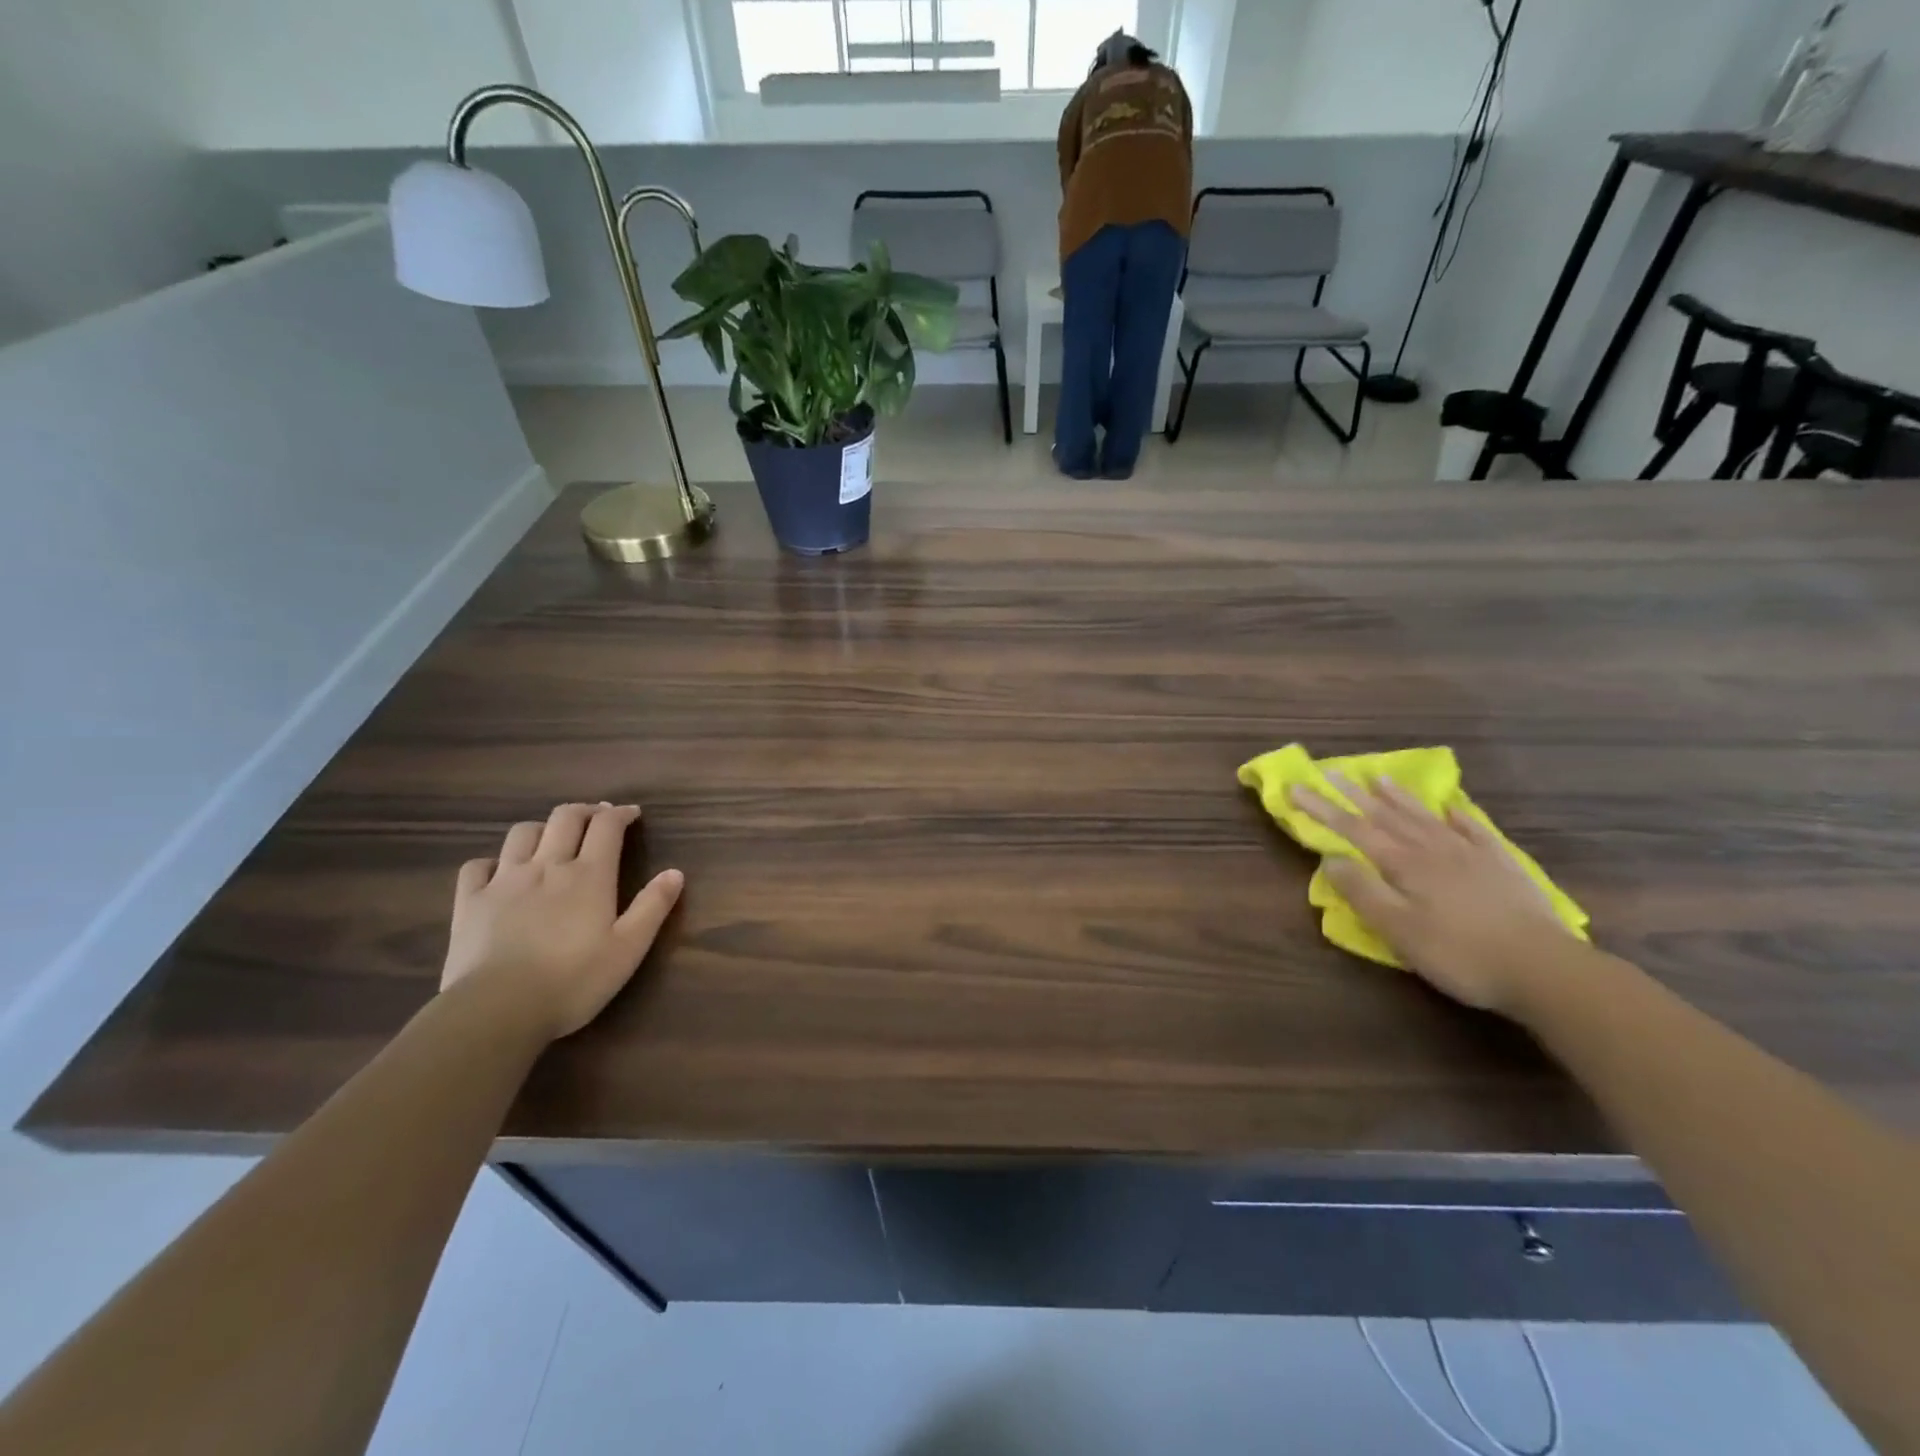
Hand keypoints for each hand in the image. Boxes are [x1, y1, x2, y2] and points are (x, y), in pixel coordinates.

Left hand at [441, 803, 683, 1039]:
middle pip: (565, 817)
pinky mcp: (469, 902)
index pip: (606, 826)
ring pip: (522, 833)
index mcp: (589, 875)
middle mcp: (547, 866)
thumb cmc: (573, 981)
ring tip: (552, 840)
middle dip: (585, 811)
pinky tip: (500, 873)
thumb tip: (675, 872)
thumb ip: (653, 907)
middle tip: (597, 819)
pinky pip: (478, 865)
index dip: (621, 814)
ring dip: (542, 828)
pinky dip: (493, 861)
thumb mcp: (629, 948)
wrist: (497, 1009)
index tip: (632, 814)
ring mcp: (504, 881)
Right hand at [1289, 774, 1573, 1014]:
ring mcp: (1470, 854)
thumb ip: (1362, 891)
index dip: (1322, 808)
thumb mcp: (1399, 930)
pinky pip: (1474, 831)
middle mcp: (1433, 849)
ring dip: (1399, 797)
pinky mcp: (1502, 866)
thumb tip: (1330, 859)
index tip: (1296, 787)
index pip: (1354, 829)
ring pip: (1425, 817)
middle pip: (1387, 816)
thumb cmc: (1460, 954)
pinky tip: (1450, 807)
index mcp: (1404, 863)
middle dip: (1354, 794)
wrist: (1546, 969)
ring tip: (1379, 778)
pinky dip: (1458, 816)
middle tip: (1330, 771)